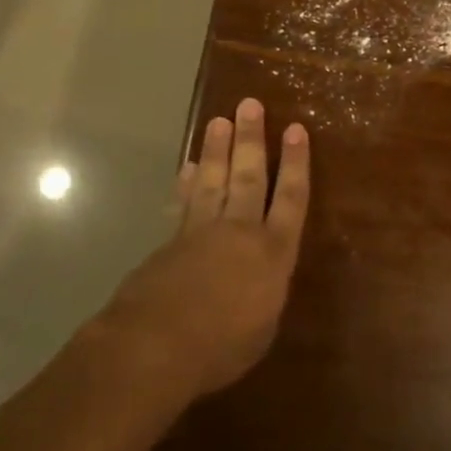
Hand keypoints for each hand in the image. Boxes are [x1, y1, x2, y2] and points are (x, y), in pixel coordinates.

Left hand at [103, 98, 310, 397]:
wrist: (154, 347)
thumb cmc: (222, 346)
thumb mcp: (261, 328)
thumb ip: (264, 295)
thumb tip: (258, 283)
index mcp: (273, 252)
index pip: (291, 197)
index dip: (296, 163)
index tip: (296, 129)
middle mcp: (240, 232)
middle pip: (248, 176)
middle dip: (252, 139)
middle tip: (250, 104)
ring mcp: (201, 233)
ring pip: (213, 181)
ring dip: (217, 150)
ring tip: (219, 120)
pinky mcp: (169, 244)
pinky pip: (184, 204)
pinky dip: (187, 184)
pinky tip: (188, 168)